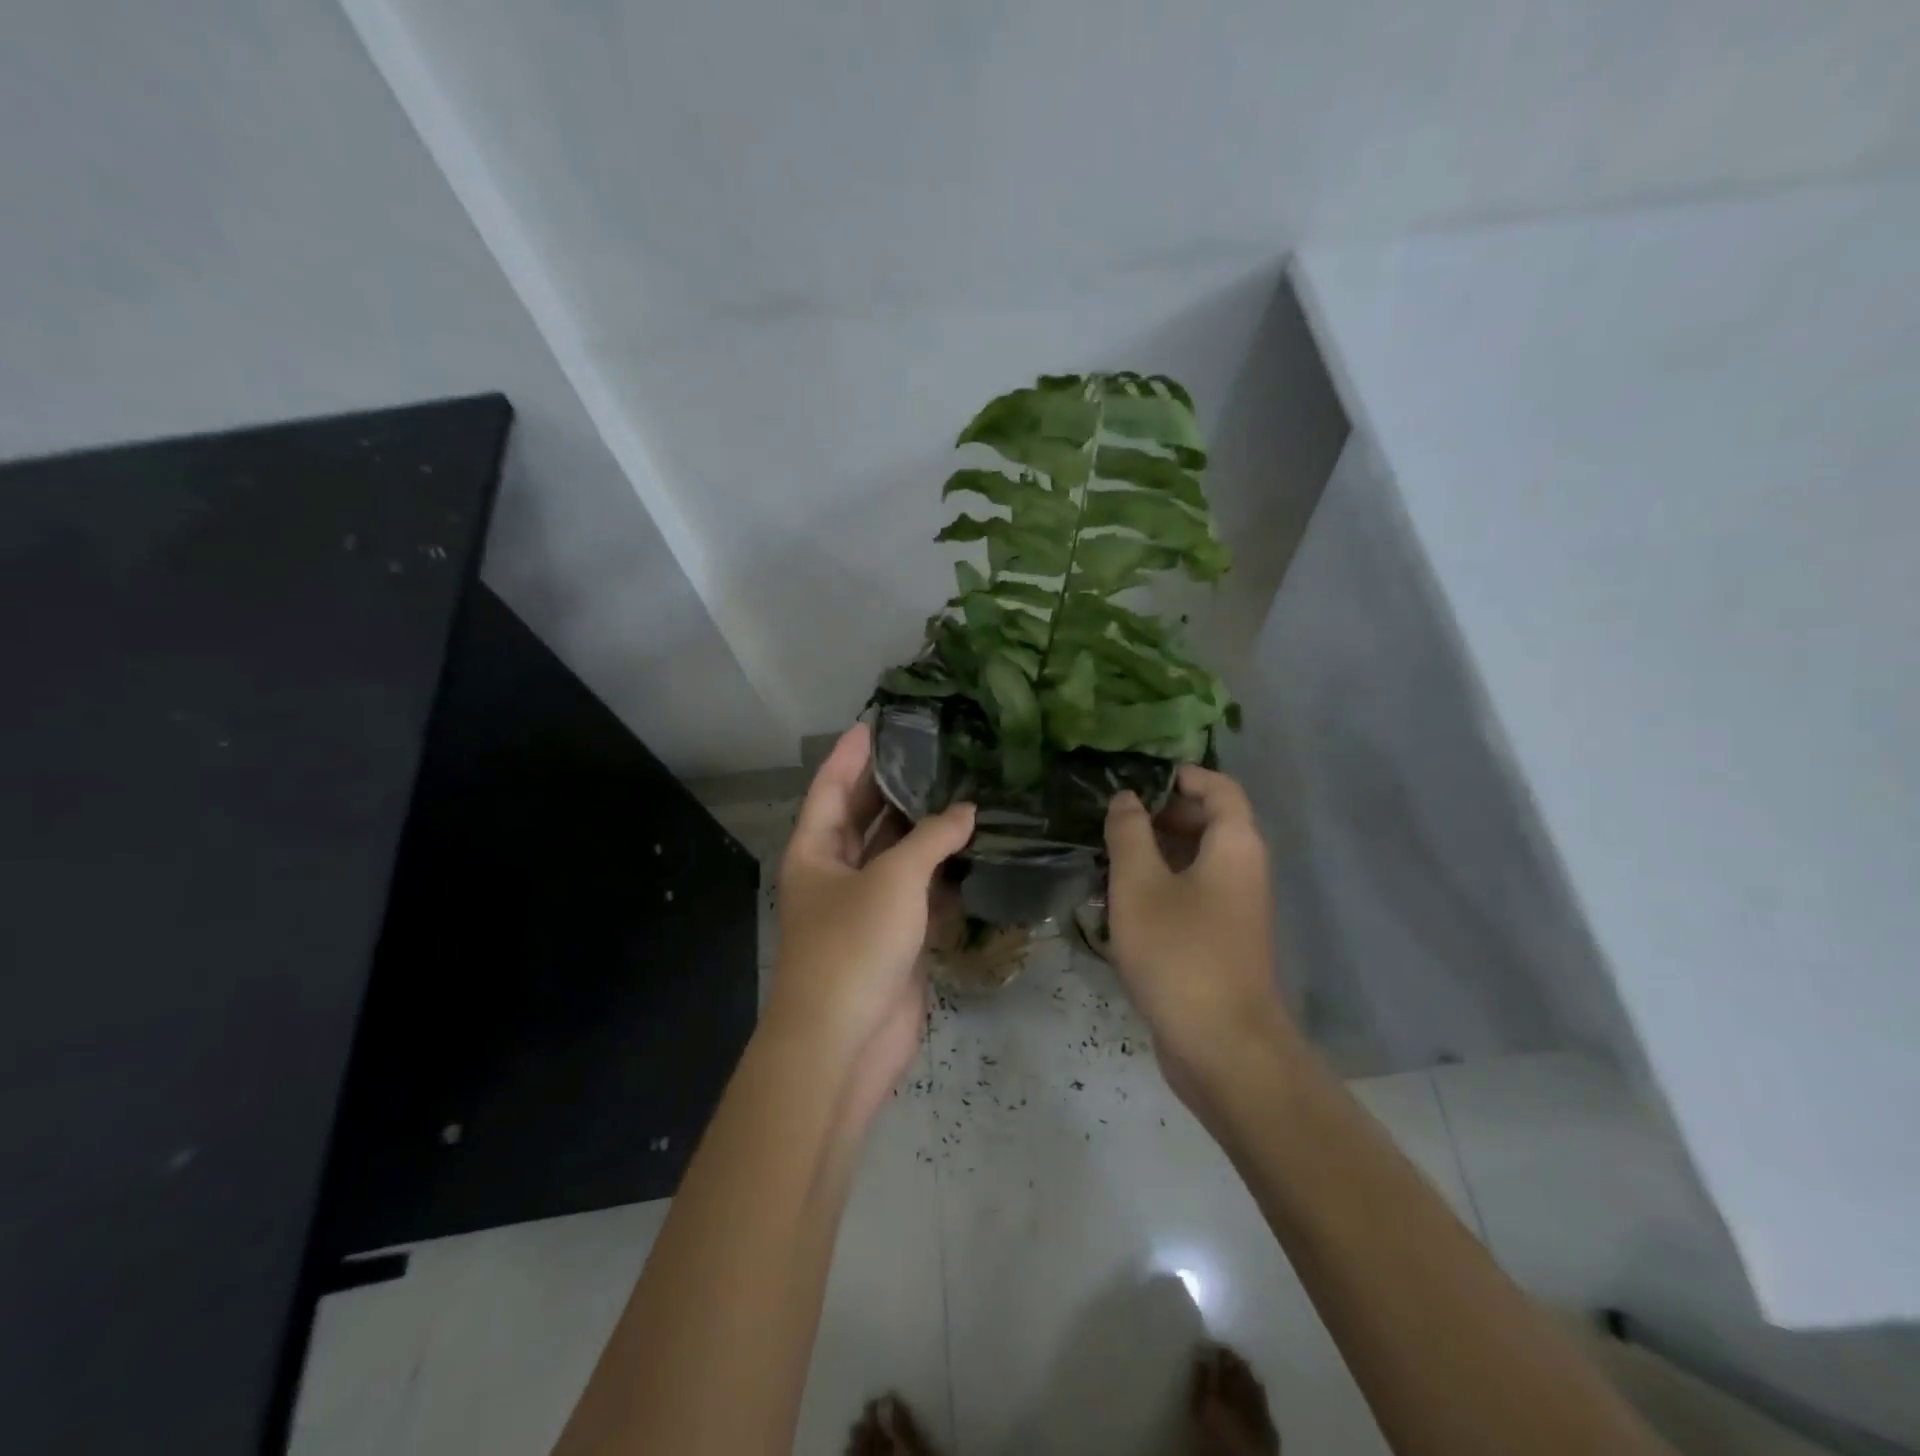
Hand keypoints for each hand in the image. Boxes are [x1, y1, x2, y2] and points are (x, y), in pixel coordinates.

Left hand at [766, 724, 974, 1115]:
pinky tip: (977, 848)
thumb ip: (932, 839)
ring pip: (899, 855)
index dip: (853, 753)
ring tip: (965, 789)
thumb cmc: (854, 945)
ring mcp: (868, 906)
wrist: (845, 1042)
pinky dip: (946, 872)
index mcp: (816, 850)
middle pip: (867, 817)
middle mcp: (837, 872)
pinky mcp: (897, 936)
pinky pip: (922, 892)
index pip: (832, 786)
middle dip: (896, 786)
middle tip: (936, 750)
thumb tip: (967, 811)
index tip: (879, 721)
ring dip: (927, 830)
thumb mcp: (892, 880)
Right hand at [1104, 765, 1293, 1102]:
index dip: (1181, 776)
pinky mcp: (1220, 940)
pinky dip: (1160, 886)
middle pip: (1208, 822)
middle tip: (1111, 820)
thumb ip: (1130, 833)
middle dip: (1160, 814)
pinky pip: (1191, 894)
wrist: (1222, 1047)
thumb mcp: (1140, 884)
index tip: (1134, 780)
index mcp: (1235, 845)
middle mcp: (1243, 870)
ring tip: (1105, 857)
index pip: (1219, 788)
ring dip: (1154, 853)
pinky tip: (1119, 901)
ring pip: (1195, 861)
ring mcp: (1235, 908)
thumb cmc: (1180, 952)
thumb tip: (1127, 799)